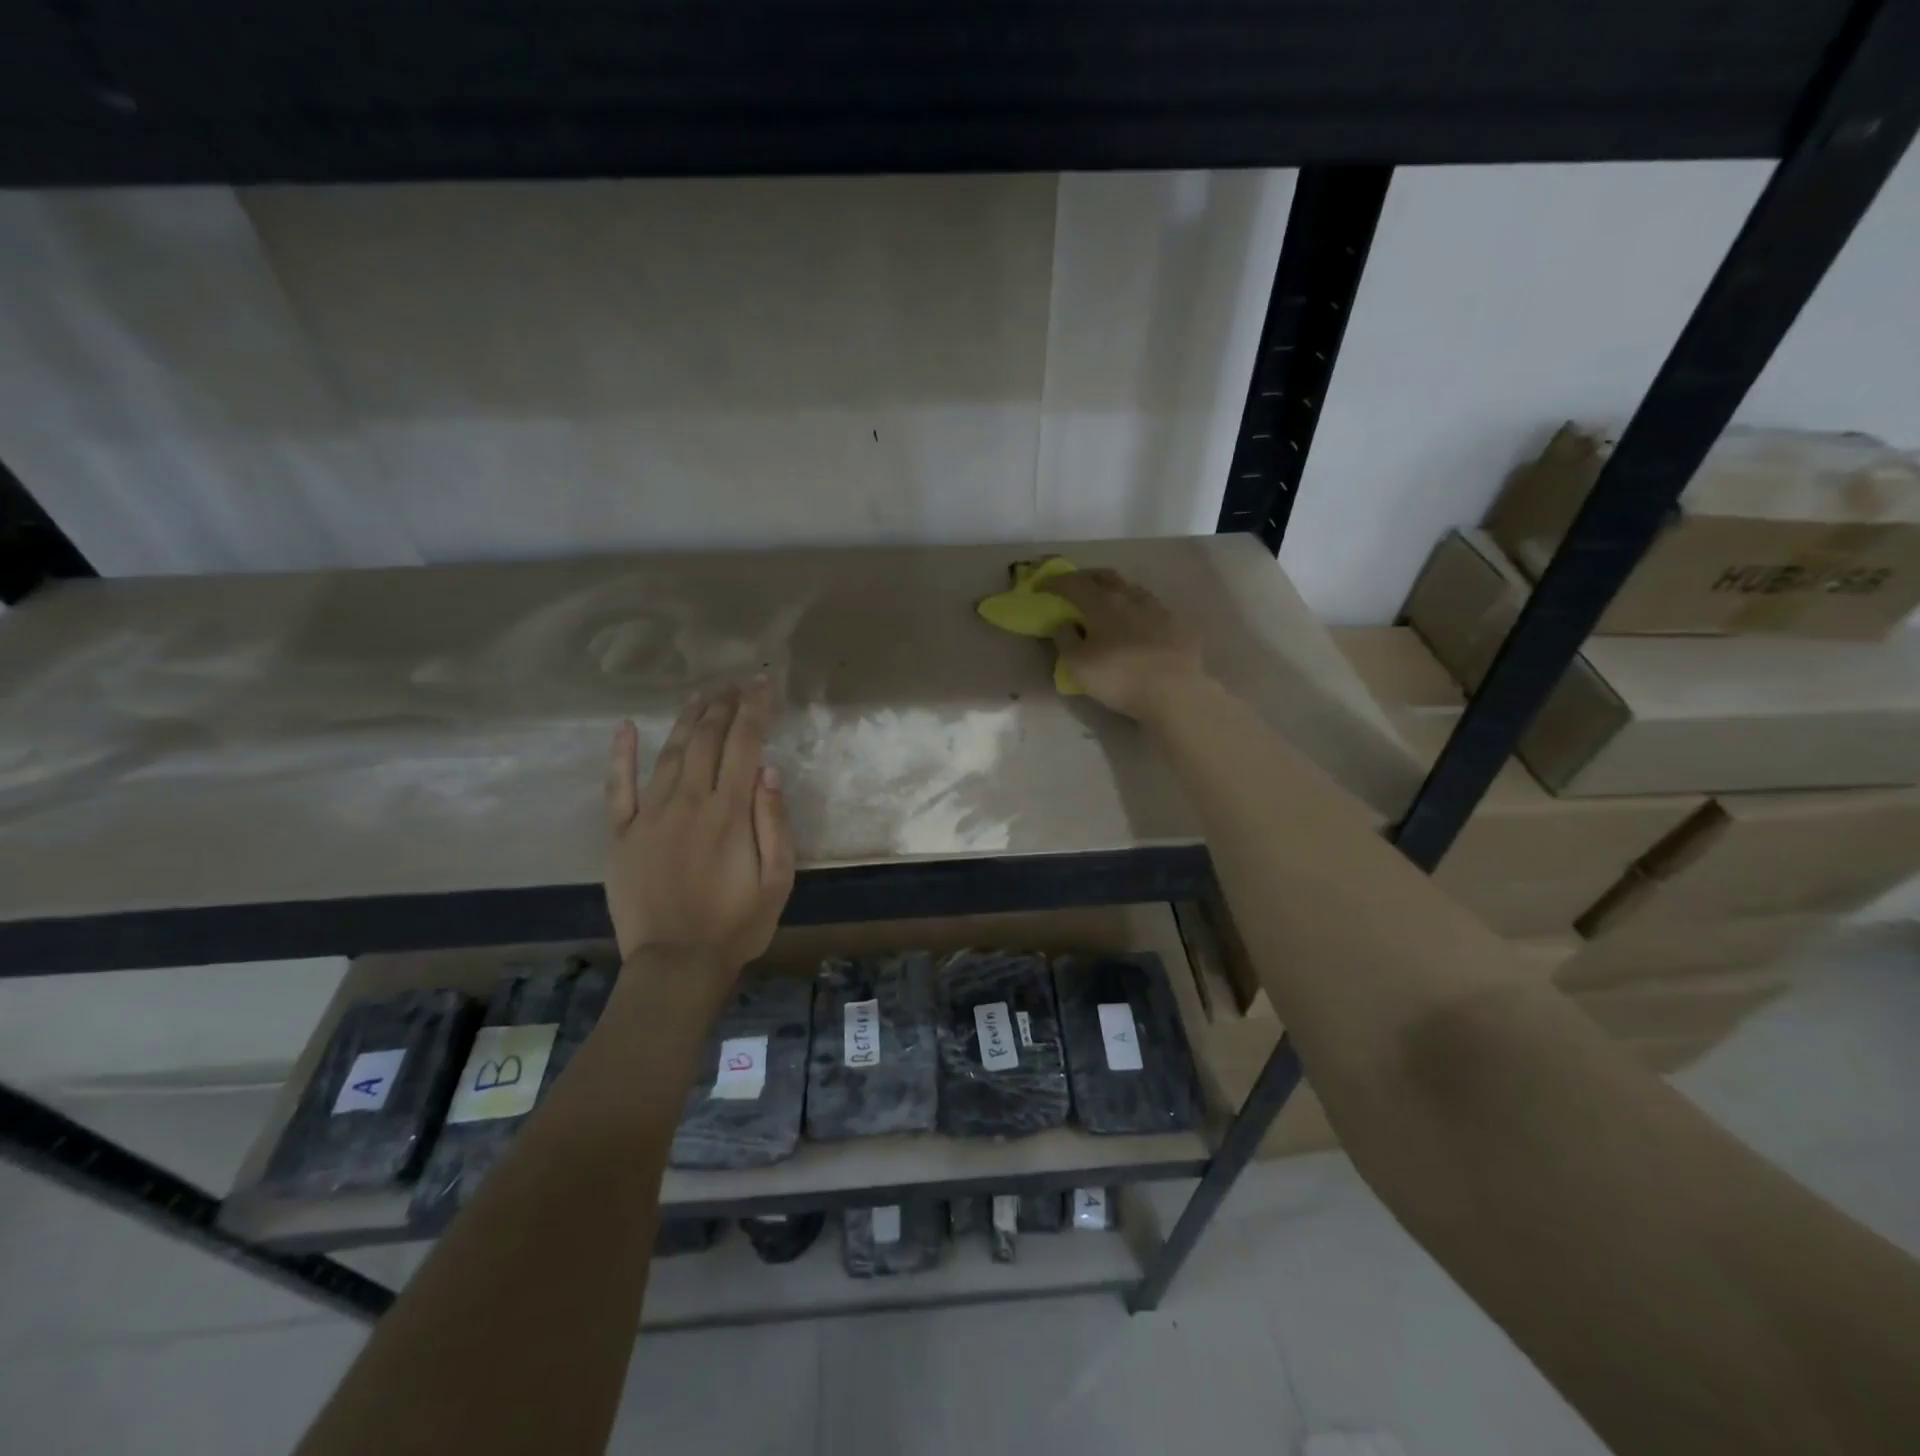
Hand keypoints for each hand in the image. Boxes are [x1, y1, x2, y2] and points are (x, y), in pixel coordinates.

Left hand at [605, 680, 795, 981]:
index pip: (745, 745)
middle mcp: (689, 802)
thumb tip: (768, 770)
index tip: (762, 685)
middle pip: (707, 740)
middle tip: (735, 684)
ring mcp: (650, 816)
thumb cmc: (737, 925)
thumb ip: (774, 822)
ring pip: (670, 753)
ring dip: (687, 720)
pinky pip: (619, 787)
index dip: (754, 710)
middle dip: (723, 706)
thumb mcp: (777, 879)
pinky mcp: (622, 835)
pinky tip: (625, 727)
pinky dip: (621, 755)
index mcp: (729, 812)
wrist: (675, 965)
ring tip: (701, 695)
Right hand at [1039, 568, 1207, 723]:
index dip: (1054, 582)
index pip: (1073, 583)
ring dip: (1115, 590)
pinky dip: (1137, 609)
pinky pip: (1152, 607)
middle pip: (1105, 576)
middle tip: (1074, 585)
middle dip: (1086, 577)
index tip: (1040, 586)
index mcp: (1102, 603)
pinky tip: (1138, 621)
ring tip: (1108, 601)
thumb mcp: (1078, 665)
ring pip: (1131, 588)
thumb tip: (1063, 623)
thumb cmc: (1119, 677)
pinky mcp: (1178, 624)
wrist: (1174, 692)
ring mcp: (1158, 608)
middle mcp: (1130, 597)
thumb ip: (1065, 640)